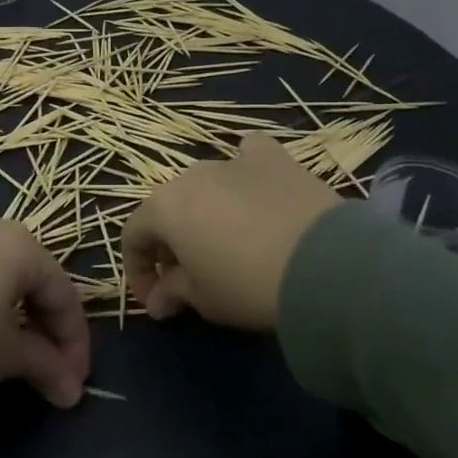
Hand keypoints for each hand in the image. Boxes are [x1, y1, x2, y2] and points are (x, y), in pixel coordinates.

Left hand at [0, 215, 90, 457]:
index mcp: (18, 243)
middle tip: (50, 370)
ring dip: (12, 314)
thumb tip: (72, 391)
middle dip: (46, 327)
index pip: (63, 293)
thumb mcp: (2, 355)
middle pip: (31, 278)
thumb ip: (45, 366)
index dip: (75, 341)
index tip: (76, 381)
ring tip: (9, 355)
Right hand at [123, 133, 340, 331]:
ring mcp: (233, 161)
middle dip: (172, 243)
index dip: (138, 271)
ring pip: (206, 185)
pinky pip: (249, 155)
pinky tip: (255, 188)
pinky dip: (245, 171)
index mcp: (164, 207)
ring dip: (205, 212)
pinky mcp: (274, 157)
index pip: (133, 236)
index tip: (156, 301)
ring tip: (226, 241)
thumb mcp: (204, 300)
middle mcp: (191, 175)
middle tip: (189, 277)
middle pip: (169, 208)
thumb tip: (158, 300)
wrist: (324, 263)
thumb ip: (173, 293)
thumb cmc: (248, 285)